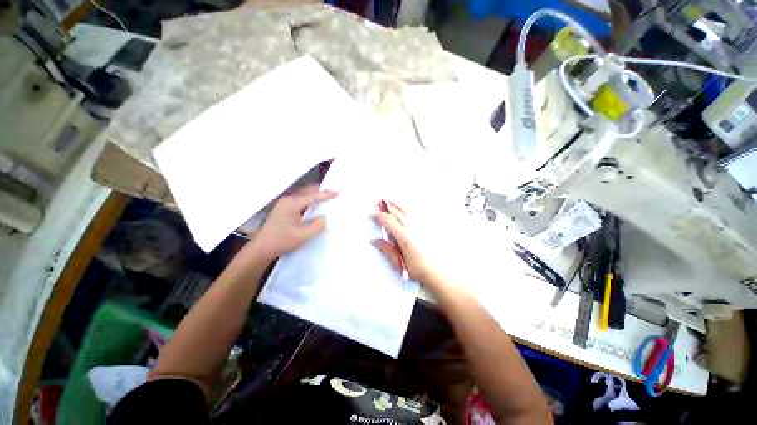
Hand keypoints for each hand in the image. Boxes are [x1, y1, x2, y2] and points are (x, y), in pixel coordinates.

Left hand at [252, 185, 337, 260]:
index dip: (326, 194)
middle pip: (307, 191)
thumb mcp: (303, 236)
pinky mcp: (283, 209)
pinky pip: (300, 201)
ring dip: (315, 196)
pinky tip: (314, 208)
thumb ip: (317, 226)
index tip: (338, 192)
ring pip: (303, 195)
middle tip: (333, 195)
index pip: (313, 196)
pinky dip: (309, 201)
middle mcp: (288, 200)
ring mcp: (284, 204)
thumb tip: (324, 218)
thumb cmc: (281, 241)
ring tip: (326, 200)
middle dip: (321, 192)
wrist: (261, 248)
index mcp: (292, 204)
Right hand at [372, 200, 445, 287]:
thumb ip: (387, 250)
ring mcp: (422, 226)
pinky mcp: (429, 227)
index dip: (379, 216)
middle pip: (398, 213)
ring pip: (408, 211)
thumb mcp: (400, 264)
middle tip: (380, 202)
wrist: (441, 273)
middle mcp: (413, 228)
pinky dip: (409, 209)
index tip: (373, 214)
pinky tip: (407, 208)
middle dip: (388, 206)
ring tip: (391, 199)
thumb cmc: (420, 270)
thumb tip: (375, 240)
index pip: (389, 222)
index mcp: (405, 237)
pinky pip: (417, 214)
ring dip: (398, 204)